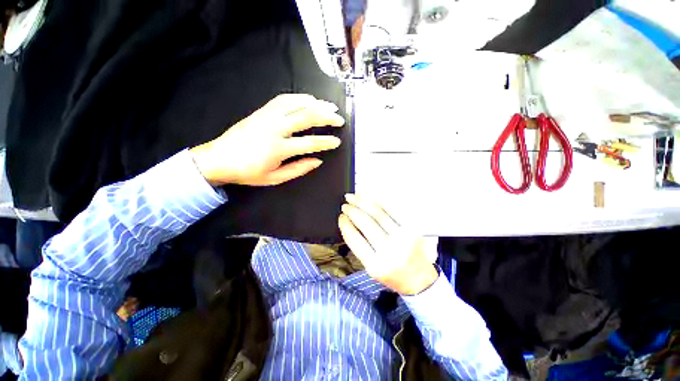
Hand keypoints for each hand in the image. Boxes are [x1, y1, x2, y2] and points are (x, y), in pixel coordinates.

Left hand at [190, 94, 344, 185]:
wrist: (218, 159)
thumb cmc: (248, 172)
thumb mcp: (275, 178)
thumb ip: (298, 169)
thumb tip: (317, 161)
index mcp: (278, 148)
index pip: (309, 143)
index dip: (326, 142)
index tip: (337, 141)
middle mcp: (274, 128)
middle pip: (306, 117)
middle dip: (326, 117)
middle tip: (339, 119)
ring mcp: (267, 116)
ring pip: (296, 103)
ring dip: (316, 103)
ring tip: (329, 106)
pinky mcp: (261, 111)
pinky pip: (283, 99)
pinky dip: (299, 97)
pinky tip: (308, 99)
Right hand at [338, 194, 438, 294]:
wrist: (418, 278)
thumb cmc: (392, 274)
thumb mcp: (371, 267)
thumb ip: (359, 247)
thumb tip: (349, 222)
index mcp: (376, 265)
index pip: (355, 239)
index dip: (345, 225)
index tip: (341, 217)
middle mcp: (391, 251)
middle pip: (366, 223)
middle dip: (352, 210)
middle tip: (345, 205)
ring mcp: (404, 238)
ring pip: (378, 213)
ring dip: (363, 202)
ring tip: (353, 197)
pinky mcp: (412, 229)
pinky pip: (393, 210)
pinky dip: (379, 201)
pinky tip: (370, 198)